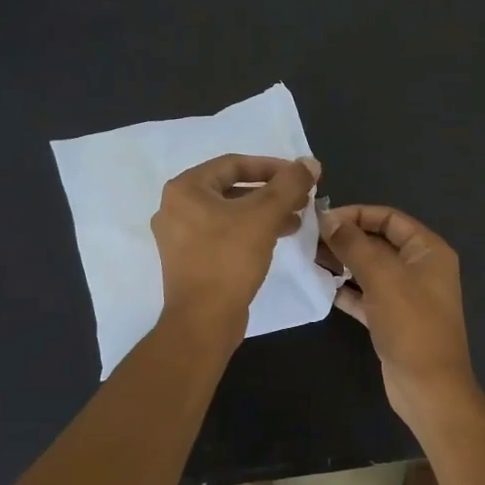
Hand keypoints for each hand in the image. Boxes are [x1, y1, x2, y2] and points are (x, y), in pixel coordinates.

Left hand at [152, 154, 319, 339]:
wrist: (204, 321)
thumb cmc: (229, 259)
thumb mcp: (264, 216)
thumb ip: (289, 185)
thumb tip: (310, 162)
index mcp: (185, 189)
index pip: (234, 164)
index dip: (271, 166)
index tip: (300, 176)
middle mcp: (175, 208)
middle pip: (231, 189)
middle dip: (270, 193)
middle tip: (300, 199)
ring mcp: (179, 237)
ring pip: (229, 214)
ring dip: (263, 213)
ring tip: (295, 221)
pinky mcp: (189, 261)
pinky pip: (223, 235)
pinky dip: (249, 232)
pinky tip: (275, 240)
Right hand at [319, 204, 478, 425]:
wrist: (428, 387)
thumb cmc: (411, 325)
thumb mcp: (383, 277)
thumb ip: (354, 245)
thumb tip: (329, 219)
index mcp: (428, 250)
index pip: (390, 218)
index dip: (357, 214)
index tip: (322, 219)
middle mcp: (420, 268)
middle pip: (379, 242)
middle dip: (346, 239)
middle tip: (308, 239)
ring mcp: (407, 295)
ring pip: (370, 269)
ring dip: (343, 263)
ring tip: (309, 259)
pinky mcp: (393, 319)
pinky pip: (366, 295)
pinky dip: (346, 290)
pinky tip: (321, 286)